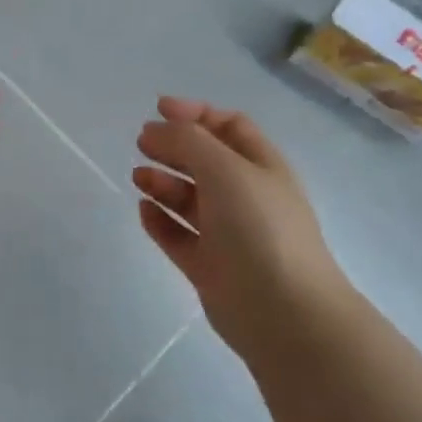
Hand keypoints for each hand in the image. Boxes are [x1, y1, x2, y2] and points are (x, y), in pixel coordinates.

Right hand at [133, 98, 341, 349]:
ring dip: (163, 182)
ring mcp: (228, 234)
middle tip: (141, 142)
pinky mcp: (209, 267)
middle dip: (173, 146)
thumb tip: (156, 130)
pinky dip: (160, 221)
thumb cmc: (259, 228)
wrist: (283, 312)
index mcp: (262, 167)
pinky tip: (143, 210)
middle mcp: (246, 196)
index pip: (229, 127)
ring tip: (138, 177)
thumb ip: (187, 141)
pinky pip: (179, 236)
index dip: (196, 113)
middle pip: (205, 161)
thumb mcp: (225, 169)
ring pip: (189, 199)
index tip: (159, 110)